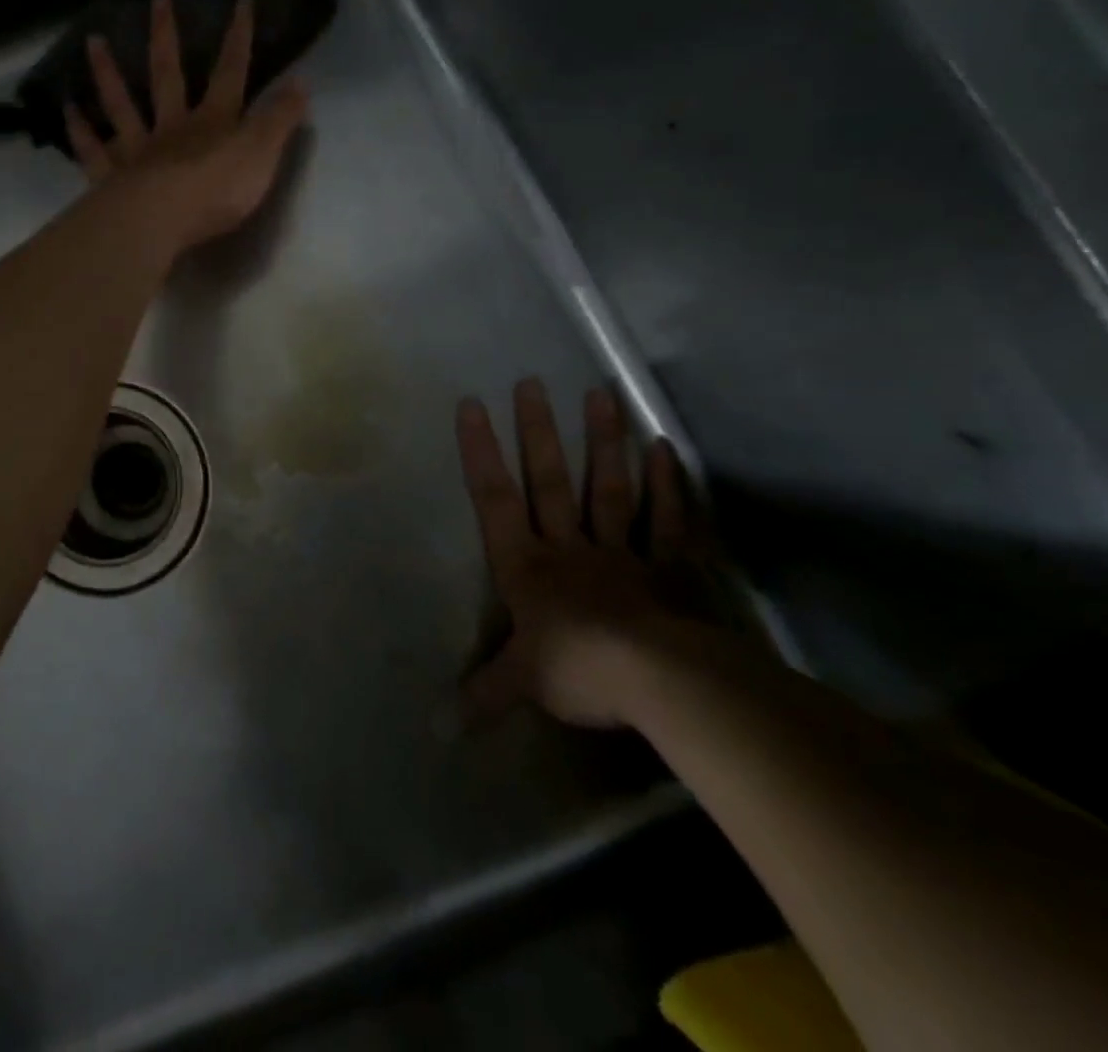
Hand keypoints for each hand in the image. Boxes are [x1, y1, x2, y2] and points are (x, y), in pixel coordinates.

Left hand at [66, 0, 308, 252]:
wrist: (163, 221)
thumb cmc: (217, 191)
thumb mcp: (262, 155)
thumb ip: (280, 120)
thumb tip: (302, 82)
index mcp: (213, 122)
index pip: (230, 73)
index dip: (238, 38)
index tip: (240, 0)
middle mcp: (172, 127)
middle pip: (168, 76)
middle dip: (166, 38)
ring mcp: (137, 150)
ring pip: (122, 105)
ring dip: (108, 73)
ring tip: (93, 40)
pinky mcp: (111, 177)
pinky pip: (93, 150)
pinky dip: (80, 131)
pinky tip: (67, 110)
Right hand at [456, 379, 705, 729]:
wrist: (657, 681)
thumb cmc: (576, 670)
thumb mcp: (521, 683)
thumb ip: (483, 692)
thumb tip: (438, 724)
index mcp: (527, 566)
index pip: (494, 499)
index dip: (480, 452)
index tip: (472, 405)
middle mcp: (569, 546)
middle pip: (549, 481)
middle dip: (539, 431)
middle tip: (534, 382)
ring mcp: (622, 551)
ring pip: (608, 487)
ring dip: (604, 442)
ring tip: (603, 395)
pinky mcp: (669, 567)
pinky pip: (667, 520)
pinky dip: (668, 484)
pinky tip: (665, 448)